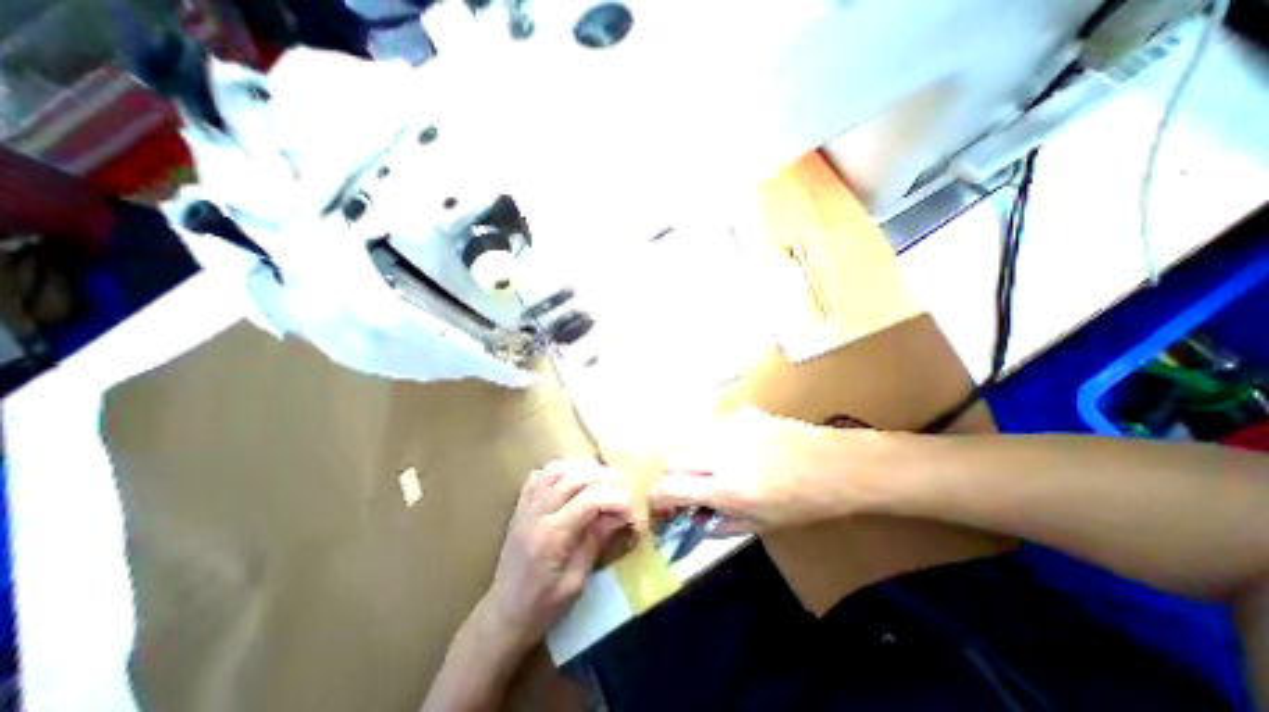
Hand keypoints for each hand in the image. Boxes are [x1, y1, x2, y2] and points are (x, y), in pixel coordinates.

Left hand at [484, 457, 640, 651]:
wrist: (502, 616)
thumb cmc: (541, 608)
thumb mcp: (576, 581)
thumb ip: (596, 540)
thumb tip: (622, 514)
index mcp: (552, 535)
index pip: (591, 499)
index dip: (617, 499)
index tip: (632, 511)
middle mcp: (537, 512)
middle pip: (576, 476)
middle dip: (606, 479)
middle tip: (622, 493)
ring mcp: (526, 505)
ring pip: (558, 468)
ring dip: (584, 470)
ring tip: (601, 483)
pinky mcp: (521, 505)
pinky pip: (541, 474)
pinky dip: (561, 471)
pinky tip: (573, 482)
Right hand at [649, 406, 896, 533]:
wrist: (837, 465)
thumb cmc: (804, 503)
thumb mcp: (763, 525)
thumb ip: (722, 523)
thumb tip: (697, 518)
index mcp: (727, 488)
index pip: (671, 487)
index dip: (657, 497)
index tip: (660, 504)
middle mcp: (721, 454)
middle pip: (672, 459)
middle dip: (673, 475)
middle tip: (690, 487)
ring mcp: (731, 429)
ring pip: (693, 441)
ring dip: (695, 459)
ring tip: (717, 468)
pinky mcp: (743, 413)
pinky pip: (716, 429)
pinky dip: (718, 443)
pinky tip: (740, 450)